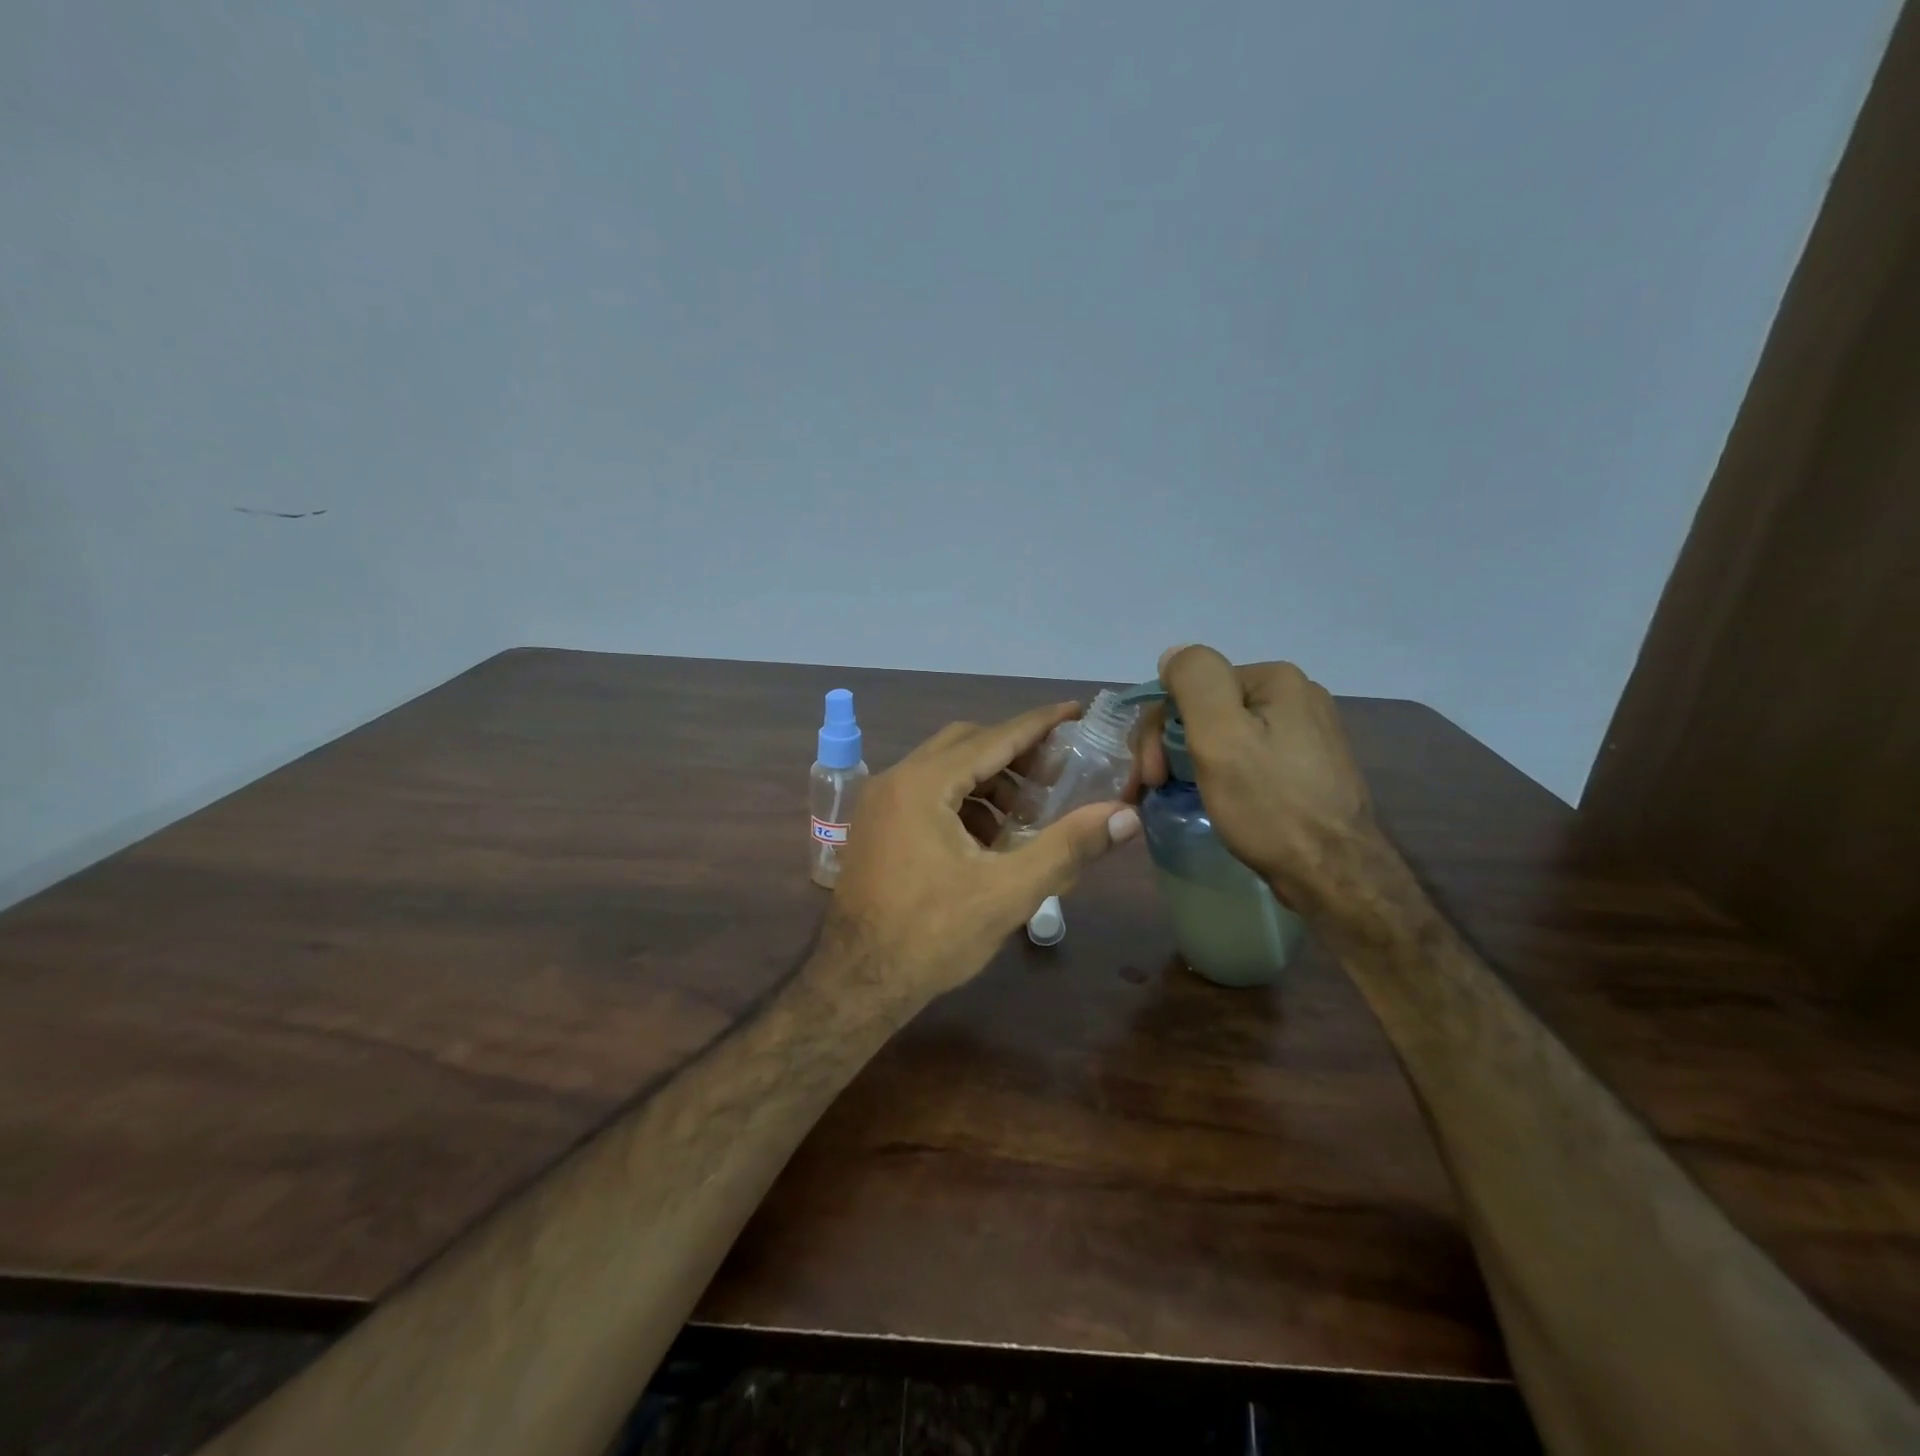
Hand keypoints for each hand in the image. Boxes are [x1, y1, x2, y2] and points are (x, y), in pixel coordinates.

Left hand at [826, 702, 1140, 1007]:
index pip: (994, 738)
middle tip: (1057, 774)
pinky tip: (991, 838)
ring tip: (1028, 813)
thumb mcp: (1008, 891)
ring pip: (945, 770)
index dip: (1039, 724)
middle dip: (1015, 754)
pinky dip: (964, 802)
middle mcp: (896, 780)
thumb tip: (1126, 815)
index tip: (1076, 711)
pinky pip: (928, 794)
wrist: (857, 982)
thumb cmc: (933, 936)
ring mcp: (880, 803)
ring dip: (990, 781)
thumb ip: (1068, 847)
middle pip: (966, 745)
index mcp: (923, 784)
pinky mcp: (877, 826)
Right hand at [1134, 645, 1380, 913]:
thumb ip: (1194, 681)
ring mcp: (1304, 733)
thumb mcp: (1221, 736)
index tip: (1149, 774)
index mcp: (1275, 680)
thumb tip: (1173, 655)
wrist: (1334, 875)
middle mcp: (1295, 697)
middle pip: (1206, 710)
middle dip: (1169, 746)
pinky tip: (1211, 797)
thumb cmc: (1270, 805)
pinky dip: (1218, 773)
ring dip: (1188, 761)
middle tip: (1153, 788)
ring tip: (1173, 796)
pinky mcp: (1305, 768)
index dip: (1159, 728)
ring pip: (1223, 735)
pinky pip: (1245, 756)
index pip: (1190, 688)